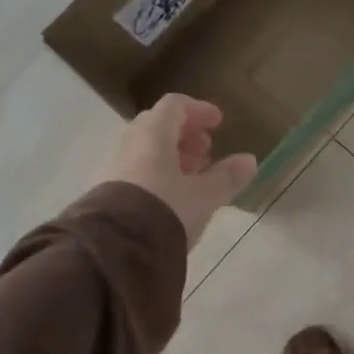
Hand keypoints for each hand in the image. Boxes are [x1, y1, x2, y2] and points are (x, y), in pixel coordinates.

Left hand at [99, 94, 257, 247]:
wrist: (115, 248)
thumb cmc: (166, 210)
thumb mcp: (205, 196)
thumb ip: (228, 177)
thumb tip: (249, 160)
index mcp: (153, 134)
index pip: (175, 105)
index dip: (199, 110)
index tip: (218, 123)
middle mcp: (129, 142)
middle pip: (158, 125)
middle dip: (185, 135)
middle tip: (206, 154)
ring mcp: (112, 165)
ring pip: (144, 148)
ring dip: (170, 156)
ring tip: (191, 179)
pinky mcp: (104, 189)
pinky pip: (134, 168)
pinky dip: (155, 172)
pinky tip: (169, 196)